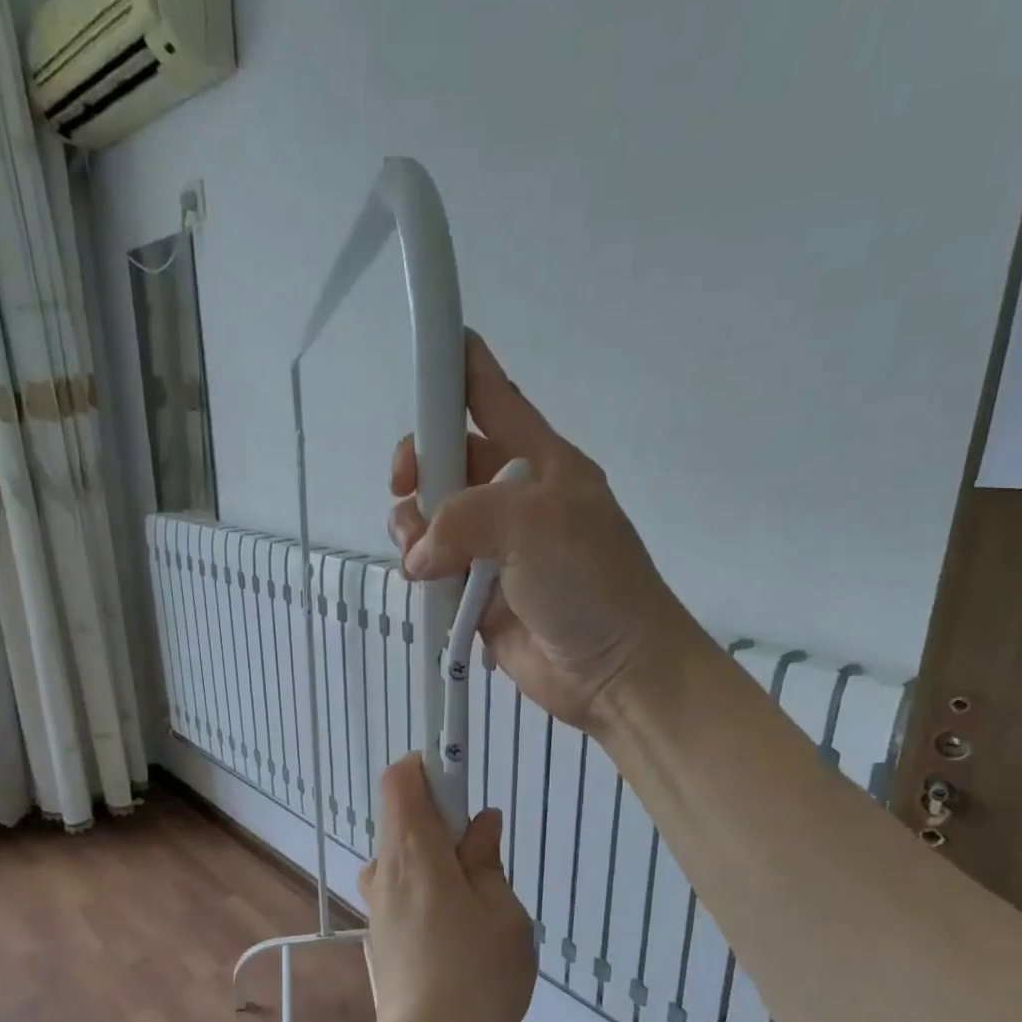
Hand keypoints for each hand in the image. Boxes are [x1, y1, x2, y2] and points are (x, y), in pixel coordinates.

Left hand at [357, 755, 534, 1021]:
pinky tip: (458, 932)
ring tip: (477, 903)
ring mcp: (376, 902)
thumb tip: (481, 823)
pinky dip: (429, 886)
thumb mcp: (503, 913)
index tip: (461, 781)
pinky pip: (403, 885)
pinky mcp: (378, 931)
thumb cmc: (477, 979)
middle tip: (483, 857)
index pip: (400, 779)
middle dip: (443, 818)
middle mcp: (385, 869)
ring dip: (438, 857)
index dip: (428, 766)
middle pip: (403, 814)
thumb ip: (487, 859)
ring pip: (405, 853)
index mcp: (414, 853)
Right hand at [389, 331, 691, 732]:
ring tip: (419, 554)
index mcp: (540, 462)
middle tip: (406, 490)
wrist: (615, 669)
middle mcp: (513, 499)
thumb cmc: (590, 582)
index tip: (423, 352)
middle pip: (447, 460)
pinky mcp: (478, 593)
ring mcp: (494, 549)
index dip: (459, 369)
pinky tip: (422, 580)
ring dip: (412, 527)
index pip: (494, 397)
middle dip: (417, 469)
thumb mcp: (535, 525)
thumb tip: (420, 556)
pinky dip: (419, 570)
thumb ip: (465, 518)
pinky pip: (433, 569)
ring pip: (431, 518)